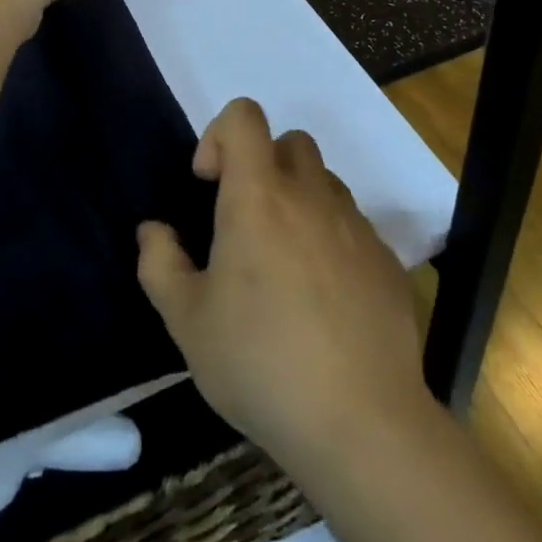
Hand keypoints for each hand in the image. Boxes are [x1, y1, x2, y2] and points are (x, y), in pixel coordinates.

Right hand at [136, 98, 425, 481]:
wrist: (363, 427)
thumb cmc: (261, 363)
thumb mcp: (187, 321)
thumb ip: (159, 263)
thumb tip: (154, 230)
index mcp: (258, 195)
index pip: (244, 115)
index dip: (220, 135)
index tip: (209, 184)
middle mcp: (310, 195)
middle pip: (290, 142)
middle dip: (263, 165)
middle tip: (246, 223)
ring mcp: (356, 227)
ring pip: (325, 183)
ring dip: (300, 201)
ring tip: (286, 264)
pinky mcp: (388, 261)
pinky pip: (354, 227)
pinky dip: (333, 241)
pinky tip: (325, 301)